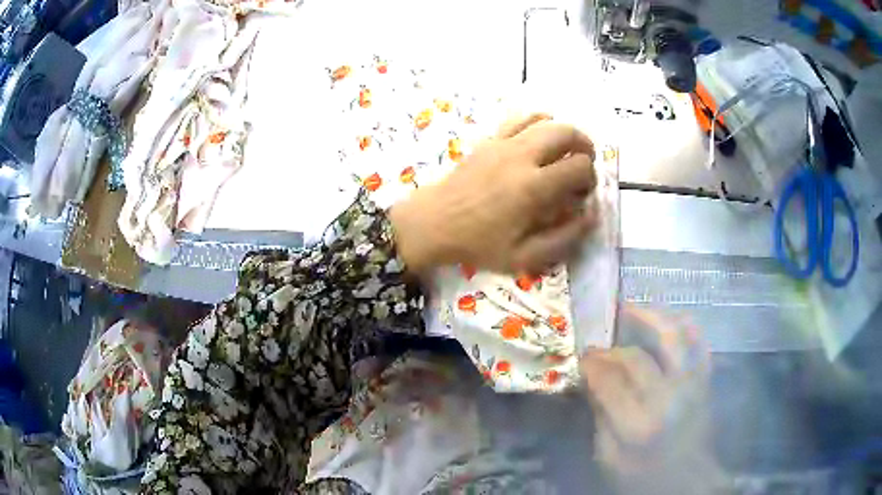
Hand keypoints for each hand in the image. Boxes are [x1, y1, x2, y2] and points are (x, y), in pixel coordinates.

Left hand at [389, 114, 597, 275]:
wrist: (434, 223)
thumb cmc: (478, 243)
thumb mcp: (524, 257)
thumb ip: (563, 238)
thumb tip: (590, 216)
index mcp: (533, 186)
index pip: (579, 166)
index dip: (590, 178)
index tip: (582, 193)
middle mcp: (522, 156)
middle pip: (567, 132)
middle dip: (584, 146)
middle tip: (584, 164)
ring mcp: (503, 143)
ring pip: (546, 120)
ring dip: (564, 132)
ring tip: (567, 150)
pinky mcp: (490, 139)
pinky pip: (520, 119)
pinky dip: (538, 122)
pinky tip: (540, 136)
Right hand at [581, 307, 725, 492]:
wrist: (687, 482)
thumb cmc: (643, 477)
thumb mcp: (608, 458)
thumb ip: (600, 417)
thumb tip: (590, 380)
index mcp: (639, 425)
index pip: (610, 380)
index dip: (592, 364)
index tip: (581, 357)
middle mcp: (669, 397)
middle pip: (636, 357)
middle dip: (610, 349)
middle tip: (596, 347)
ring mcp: (693, 383)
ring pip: (674, 335)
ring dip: (650, 317)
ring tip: (629, 310)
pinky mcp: (706, 380)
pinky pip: (700, 341)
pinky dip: (685, 324)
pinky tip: (667, 320)